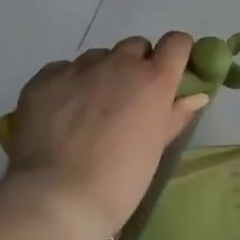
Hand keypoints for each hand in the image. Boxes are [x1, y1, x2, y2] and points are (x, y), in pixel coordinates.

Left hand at [2, 34, 208, 239]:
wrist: (59, 196)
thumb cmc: (122, 177)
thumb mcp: (157, 146)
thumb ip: (176, 114)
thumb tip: (196, 96)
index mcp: (155, 79)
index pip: (177, 42)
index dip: (176, 54)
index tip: (172, 72)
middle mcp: (119, 64)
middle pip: (135, 46)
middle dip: (137, 64)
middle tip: (129, 97)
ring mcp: (78, 69)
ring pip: (98, 57)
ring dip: (102, 73)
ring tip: (91, 107)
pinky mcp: (43, 79)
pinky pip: (62, 69)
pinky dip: (68, 83)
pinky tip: (63, 111)